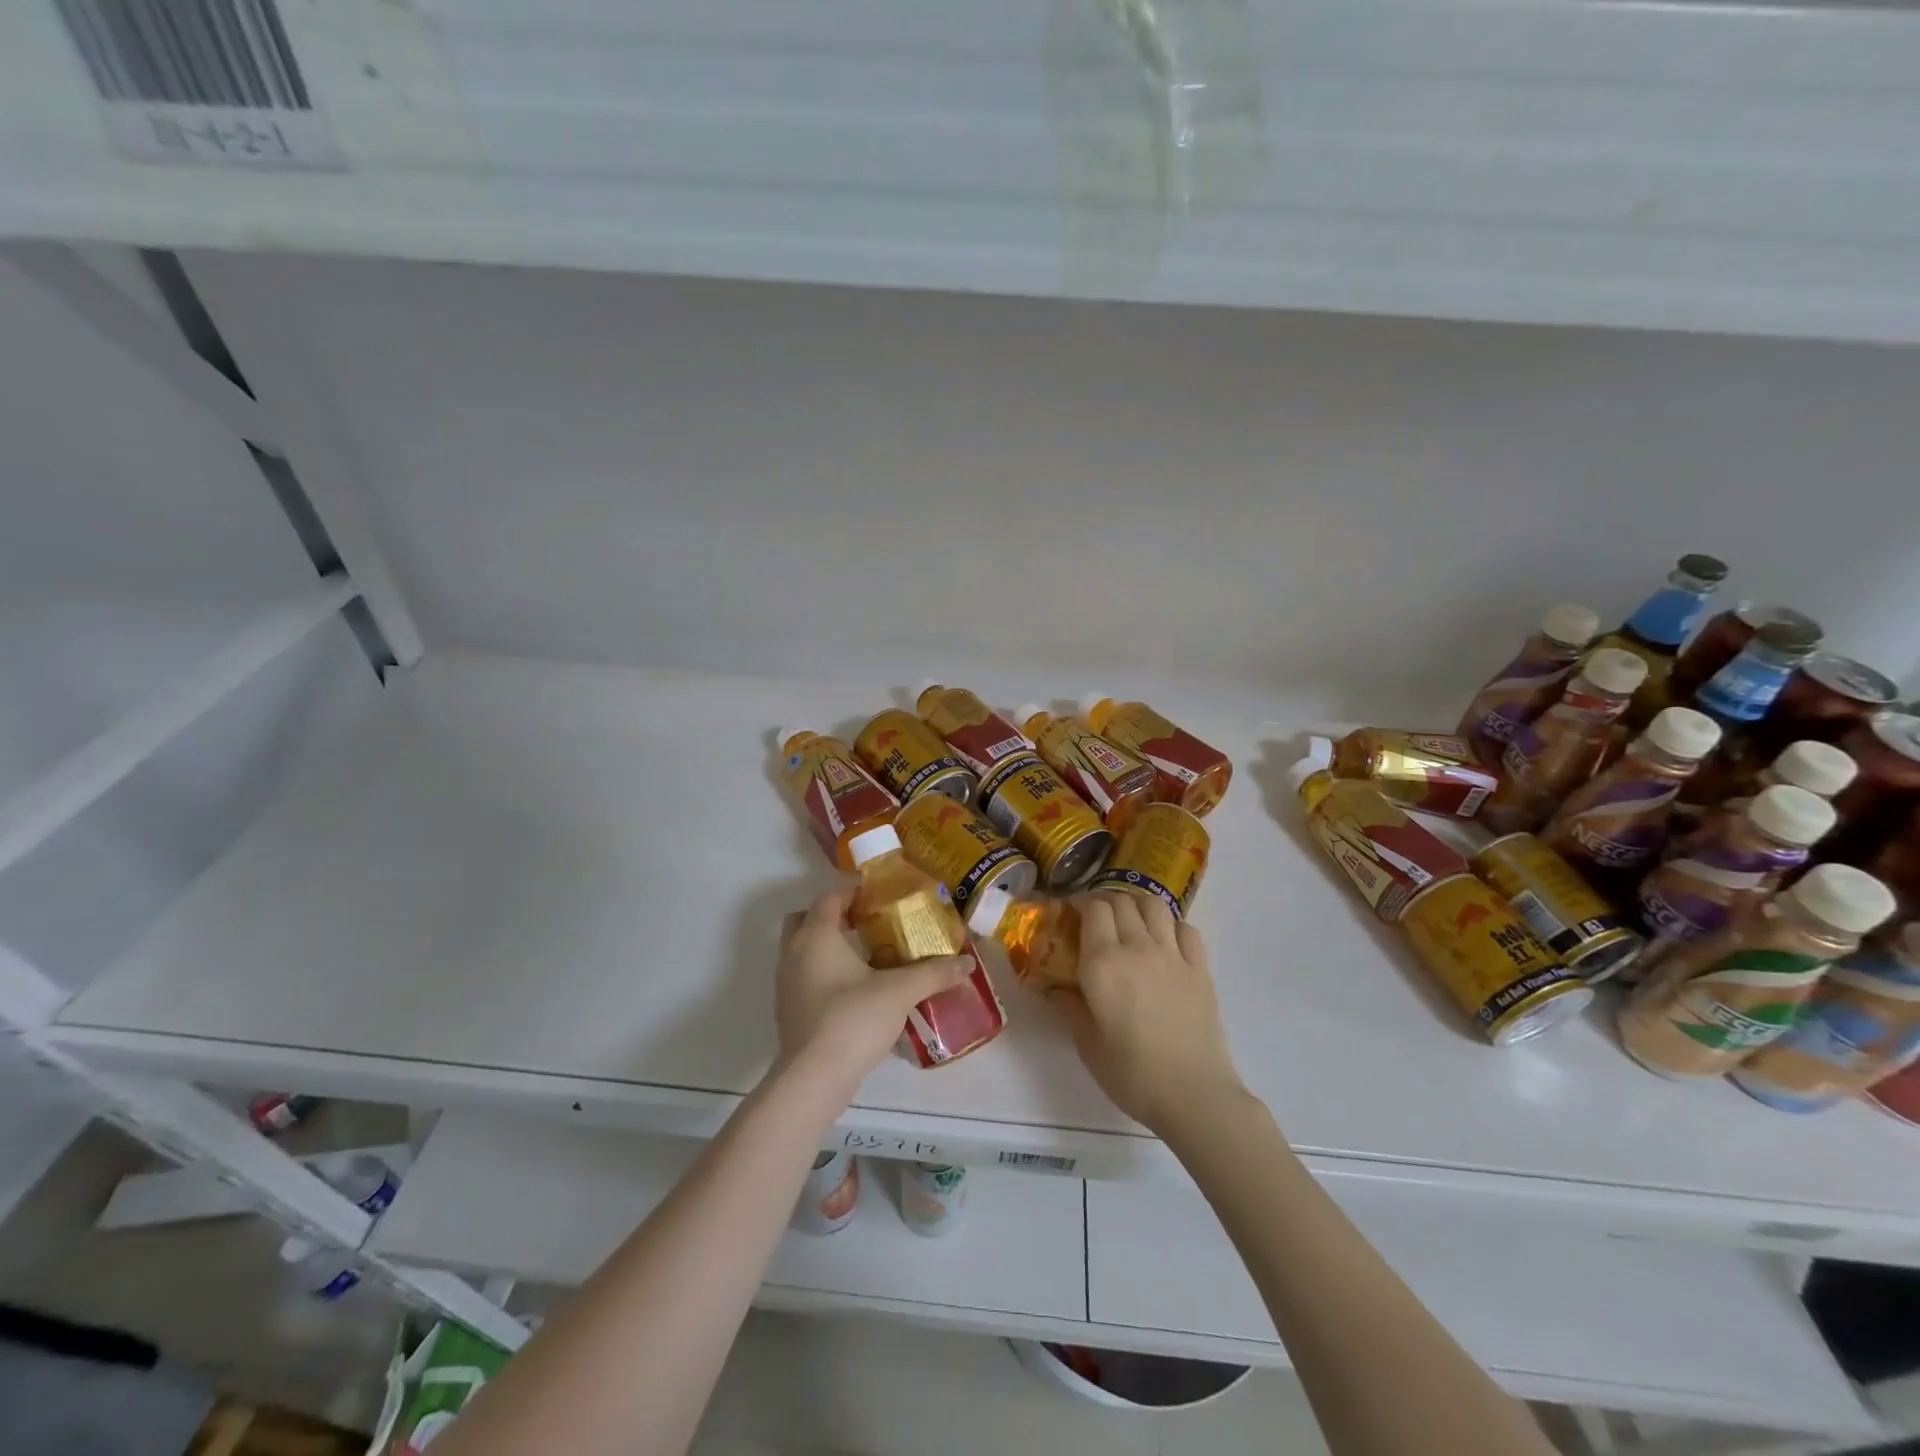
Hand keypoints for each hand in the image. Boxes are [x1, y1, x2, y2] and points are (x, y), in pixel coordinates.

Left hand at [774, 887, 971, 1094]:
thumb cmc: (853, 1019)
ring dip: (828, 945)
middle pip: (807, 919)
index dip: (852, 890)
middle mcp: (794, 953)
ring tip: (865, 955)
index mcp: (816, 936)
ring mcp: (786, 984)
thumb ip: (933, 973)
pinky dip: (824, 972)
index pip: (829, 897)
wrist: (813, 1078)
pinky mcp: (788, 1011)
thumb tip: (967, 963)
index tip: (879, 893)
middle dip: (834, 916)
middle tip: (866, 922)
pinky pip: (804, 976)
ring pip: (802, 949)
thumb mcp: (900, 992)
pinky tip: (854, 990)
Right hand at [1049, 892, 1246, 1134]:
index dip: (1079, 902)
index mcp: (1103, 964)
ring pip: (1154, 906)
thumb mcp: (1088, 1045)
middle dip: (1104, 902)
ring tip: (1129, 921)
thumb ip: (1070, 1008)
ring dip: (1136, 905)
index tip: (1069, 911)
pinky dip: (1171, 925)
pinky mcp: (1200, 969)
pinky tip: (1164, 941)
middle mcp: (1137, 948)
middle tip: (1095, 918)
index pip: (1093, 909)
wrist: (1194, 1095)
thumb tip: (1054, 988)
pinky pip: (1185, 928)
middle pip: (1121, 901)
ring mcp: (1172, 955)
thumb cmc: (1133, 1075)